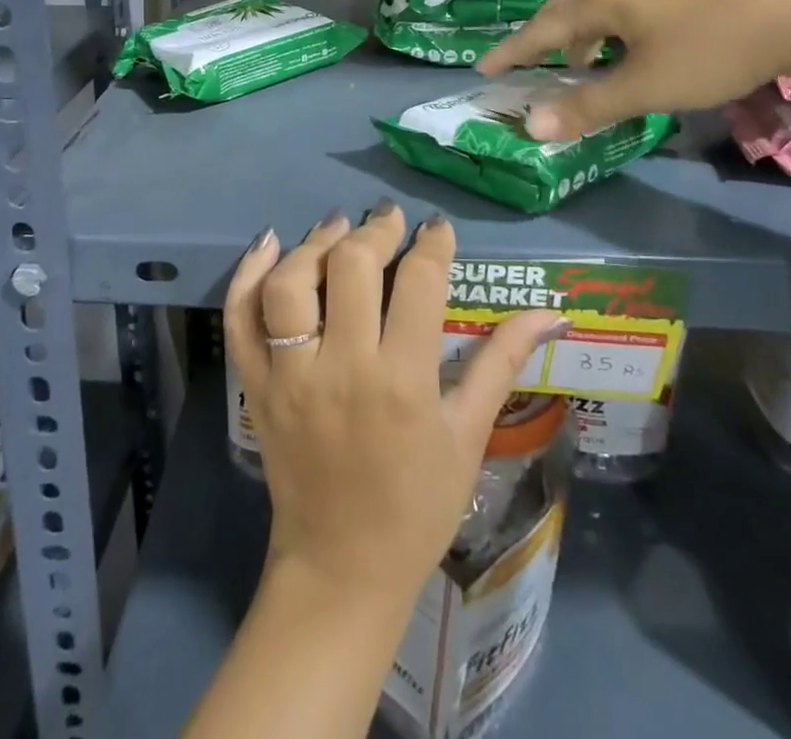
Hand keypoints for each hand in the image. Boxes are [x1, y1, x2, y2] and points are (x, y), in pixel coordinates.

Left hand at [223, 204, 563, 606]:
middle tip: (389, 221)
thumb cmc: (417, 505)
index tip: (436, 229)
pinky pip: (239, 319)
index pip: (418, 282)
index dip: (431, 244)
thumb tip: (551, 312)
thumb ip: (502, 363)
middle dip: (375, 230)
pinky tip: (270, 244)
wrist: (342, 569)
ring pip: (289, 283)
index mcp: (403, 382)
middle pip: (350, 267)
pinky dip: (248, 274)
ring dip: (313, 244)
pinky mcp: (254, 387)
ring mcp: (289, 377)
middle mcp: (342, 369)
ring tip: (337, 228)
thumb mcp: (468, 435)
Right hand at [479, 0, 790, 139]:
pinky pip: (626, 10)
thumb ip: (588, 106)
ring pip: (599, 7)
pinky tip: (633, 50)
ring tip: (581, 64)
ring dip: (579, 35)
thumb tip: (531, 127)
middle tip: (529, 62)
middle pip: (564, 6)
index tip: (483, 68)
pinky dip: (610, 32)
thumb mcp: (645, 86)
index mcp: (601, 3)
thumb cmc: (711, 49)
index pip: (540, 29)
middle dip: (542, 35)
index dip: (511, 52)